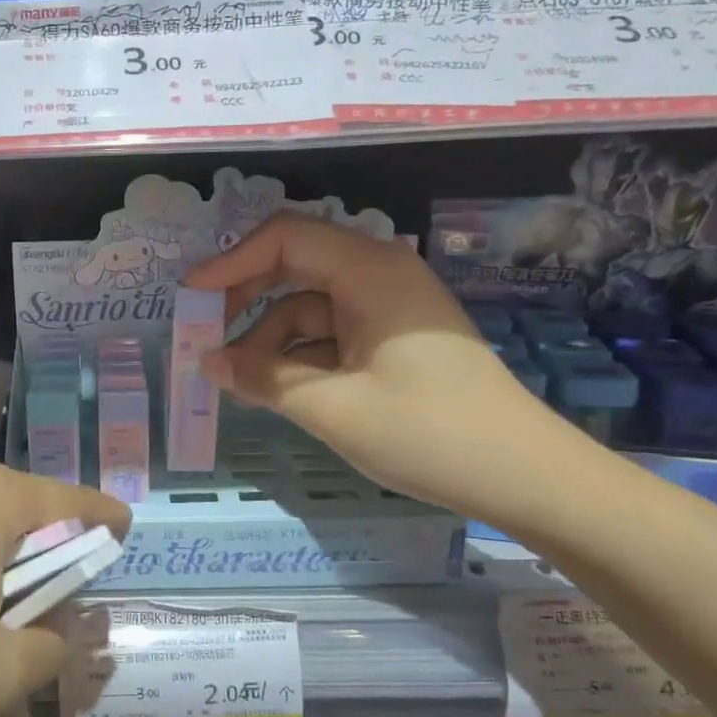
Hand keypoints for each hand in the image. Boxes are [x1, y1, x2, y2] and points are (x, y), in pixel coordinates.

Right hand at [185, 213, 570, 517]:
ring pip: (309, 305)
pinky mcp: (392, 340)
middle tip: (204, 334)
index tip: (190, 297)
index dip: (231, 261)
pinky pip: (330, 333)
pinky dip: (298, 355)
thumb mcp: (332, 408)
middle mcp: (379, 275)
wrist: (525, 478)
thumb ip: (262, 378)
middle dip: (245, 297)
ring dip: (269, 336)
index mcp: (370, 271)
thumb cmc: (428, 433)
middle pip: (294, 265)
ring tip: (235, 378)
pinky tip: (273, 387)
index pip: (285, 238)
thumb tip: (207, 362)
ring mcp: (387, 308)